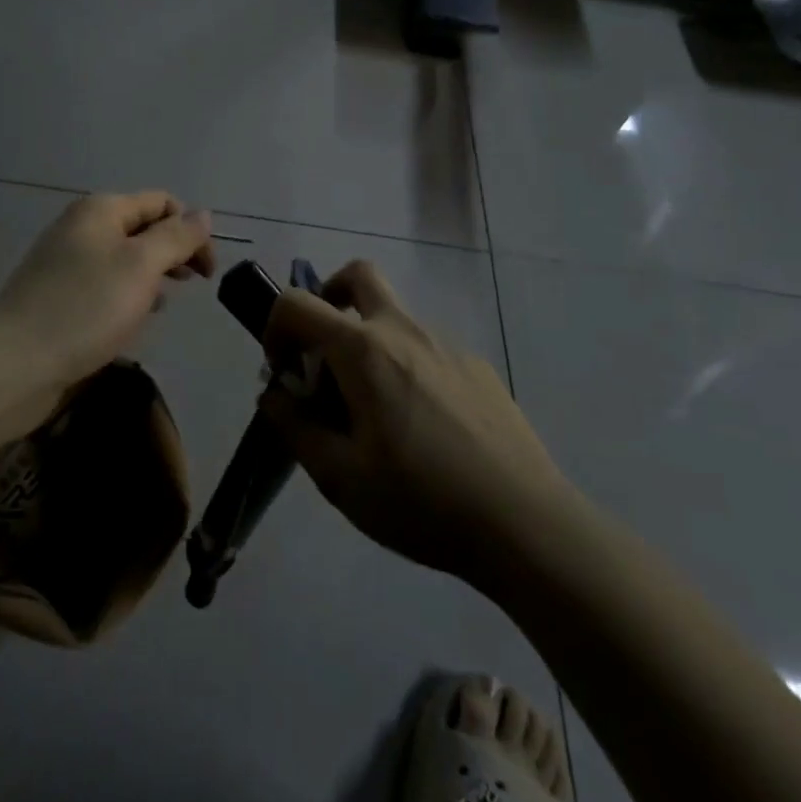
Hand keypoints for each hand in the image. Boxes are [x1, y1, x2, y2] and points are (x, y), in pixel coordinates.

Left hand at [0, 191, 215, 410]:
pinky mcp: (59, 298)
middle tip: (193, 285)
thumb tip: (203, 215)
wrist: (13, 363)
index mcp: (101, 210)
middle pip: (142, 229)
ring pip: (125, 261)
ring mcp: (67, 264)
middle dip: (173, 253)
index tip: (207, 272)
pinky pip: (105, 288)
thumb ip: (176, 237)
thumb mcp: (141, 266)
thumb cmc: (85, 308)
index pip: (161, 202)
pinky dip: (126, 299)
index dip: (190, 229)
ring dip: (151, 279)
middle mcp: (82, 228)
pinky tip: (131, 322)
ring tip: (160, 307)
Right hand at [260, 261, 568, 578]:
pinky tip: (423, 427)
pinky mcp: (478, 367)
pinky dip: (406, 366)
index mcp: (363, 350)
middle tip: (324, 351)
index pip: (298, 304)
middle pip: (358, 276)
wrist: (526, 525)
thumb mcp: (339, 477)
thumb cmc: (422, 501)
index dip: (275, 328)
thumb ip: (295, 428)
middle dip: (328, 297)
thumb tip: (274, 395)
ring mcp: (447, 345)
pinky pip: (427, 349)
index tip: (283, 371)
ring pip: (394, 317)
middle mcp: (404, 330)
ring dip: (368, 342)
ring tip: (375, 412)